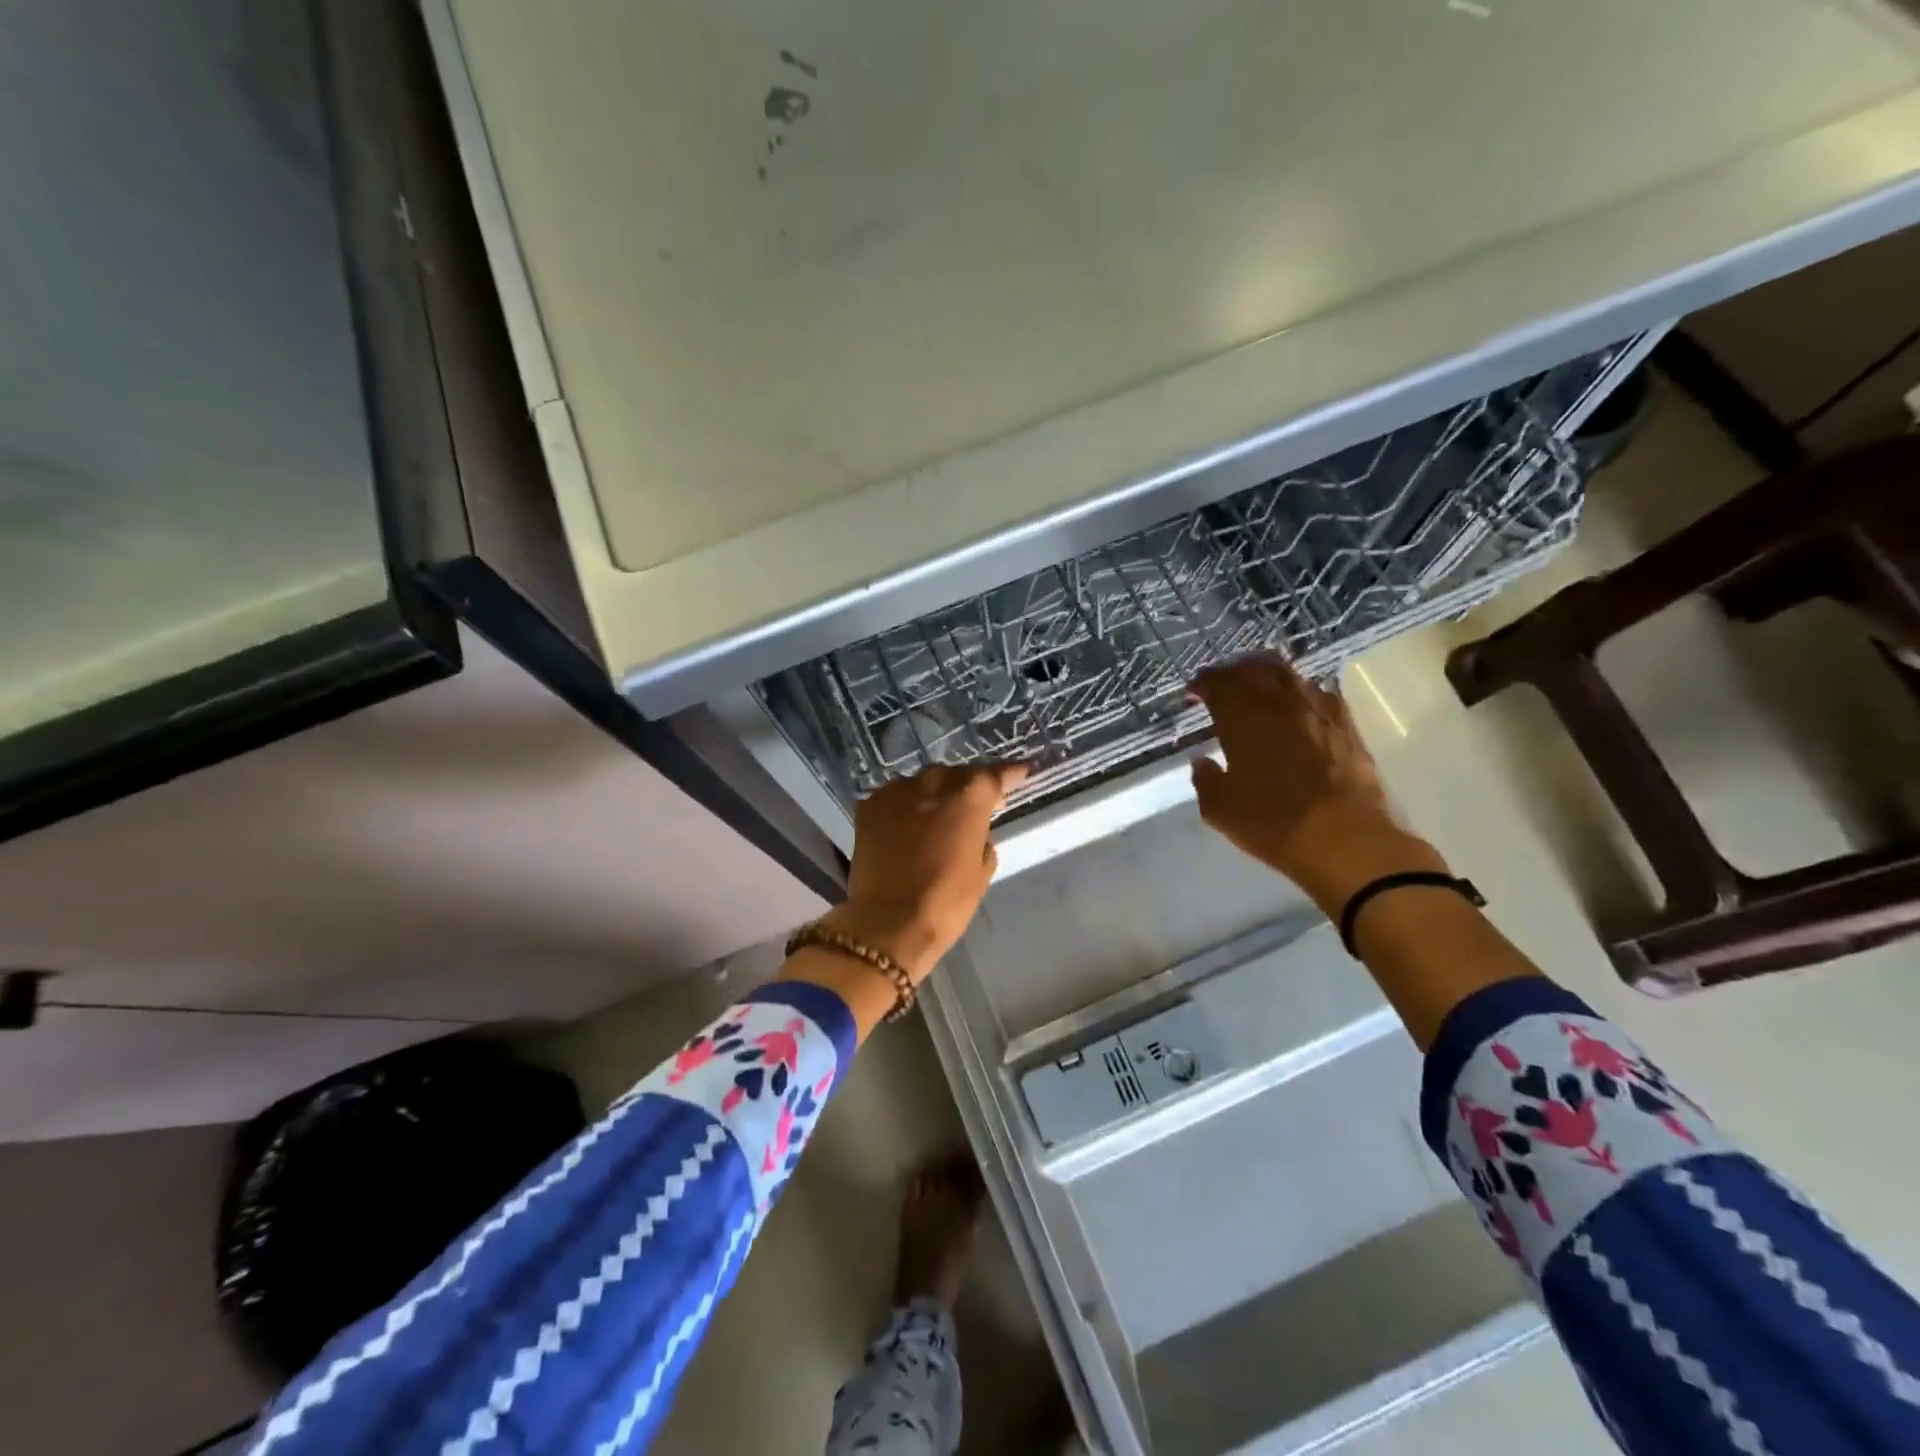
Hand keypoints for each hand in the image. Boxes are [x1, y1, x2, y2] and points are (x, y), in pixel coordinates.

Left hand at [826, 763, 1029, 980]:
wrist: (887, 923)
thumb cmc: (945, 903)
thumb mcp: (980, 873)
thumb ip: (982, 839)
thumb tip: (975, 831)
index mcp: (969, 797)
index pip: (996, 775)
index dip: (1010, 773)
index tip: (1021, 772)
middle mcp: (933, 782)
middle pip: (956, 775)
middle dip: (965, 787)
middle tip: (971, 805)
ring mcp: (896, 791)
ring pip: (922, 783)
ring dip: (932, 795)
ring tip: (934, 817)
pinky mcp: (868, 806)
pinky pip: (894, 798)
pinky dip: (903, 807)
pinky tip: (903, 826)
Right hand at [1189, 656, 1444, 914]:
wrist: (1345, 839)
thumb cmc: (1273, 822)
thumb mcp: (1220, 809)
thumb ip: (1206, 779)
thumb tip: (1202, 762)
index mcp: (1243, 718)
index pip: (1218, 684)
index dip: (1203, 683)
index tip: (1193, 694)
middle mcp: (1280, 703)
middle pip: (1253, 669)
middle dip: (1232, 672)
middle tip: (1222, 683)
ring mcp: (1318, 710)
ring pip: (1288, 675)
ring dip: (1266, 674)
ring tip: (1256, 686)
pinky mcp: (1346, 725)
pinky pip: (1319, 693)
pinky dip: (1300, 692)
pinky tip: (1298, 705)